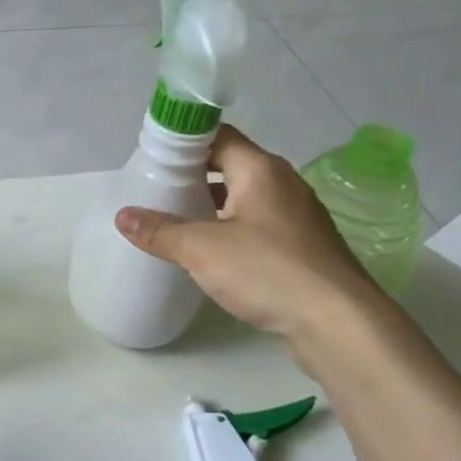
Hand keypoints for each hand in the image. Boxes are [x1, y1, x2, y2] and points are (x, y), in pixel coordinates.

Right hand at [114, 124, 382, 340]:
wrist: (339, 324)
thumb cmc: (268, 270)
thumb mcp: (201, 249)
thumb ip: (159, 231)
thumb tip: (122, 216)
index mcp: (260, 170)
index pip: (218, 136)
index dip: (184, 141)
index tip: (152, 157)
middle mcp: (282, 184)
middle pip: (229, 166)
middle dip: (192, 175)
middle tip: (154, 189)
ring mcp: (296, 217)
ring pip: (243, 198)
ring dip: (210, 204)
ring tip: (174, 219)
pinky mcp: (302, 248)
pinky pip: (257, 225)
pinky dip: (229, 228)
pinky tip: (208, 252)